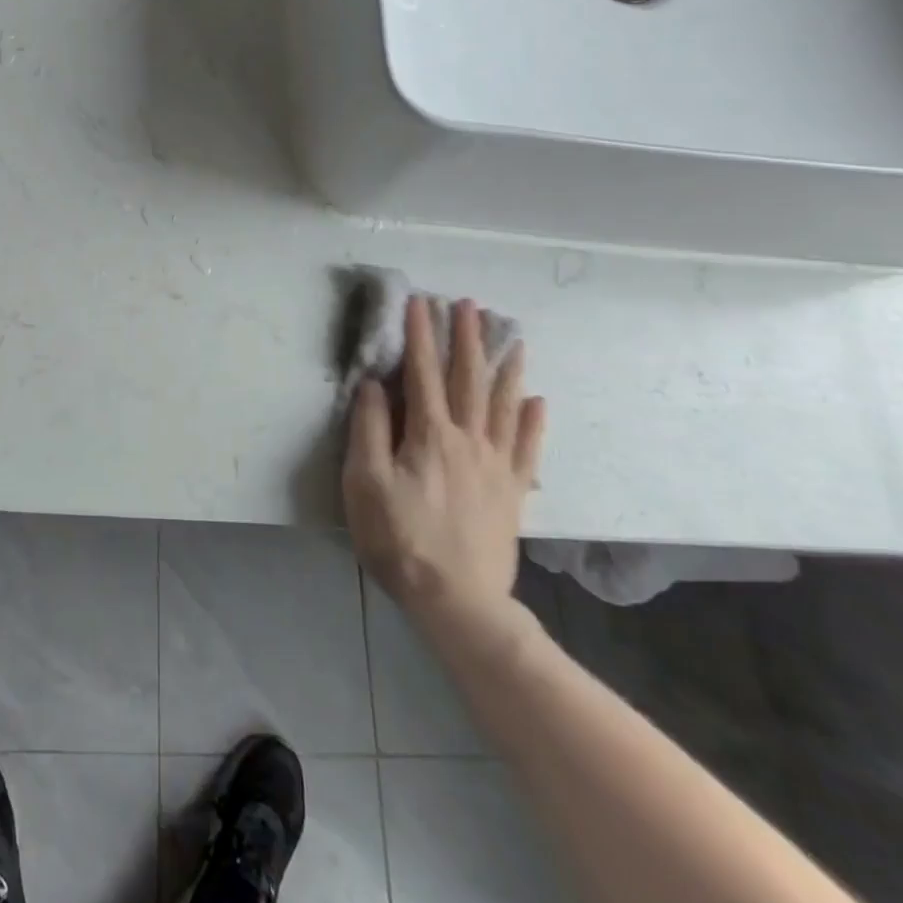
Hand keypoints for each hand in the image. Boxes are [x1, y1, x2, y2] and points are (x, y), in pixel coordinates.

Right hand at [343, 297, 545, 649]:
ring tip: (512, 338)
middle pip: (469, 380)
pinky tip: (537, 401)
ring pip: (504, 405)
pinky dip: (532, 422)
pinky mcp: (512, 493)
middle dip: (468, 339)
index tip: (420, 302)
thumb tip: (374, 384)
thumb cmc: (398, 538)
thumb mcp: (365, 482)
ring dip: (506, 368)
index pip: (423, 373)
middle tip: (471, 305)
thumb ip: (369, 429)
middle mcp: (468, 440)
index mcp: (430, 435)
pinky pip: (527, 448)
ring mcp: (496, 466)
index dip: (421, 336)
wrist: (456, 600)